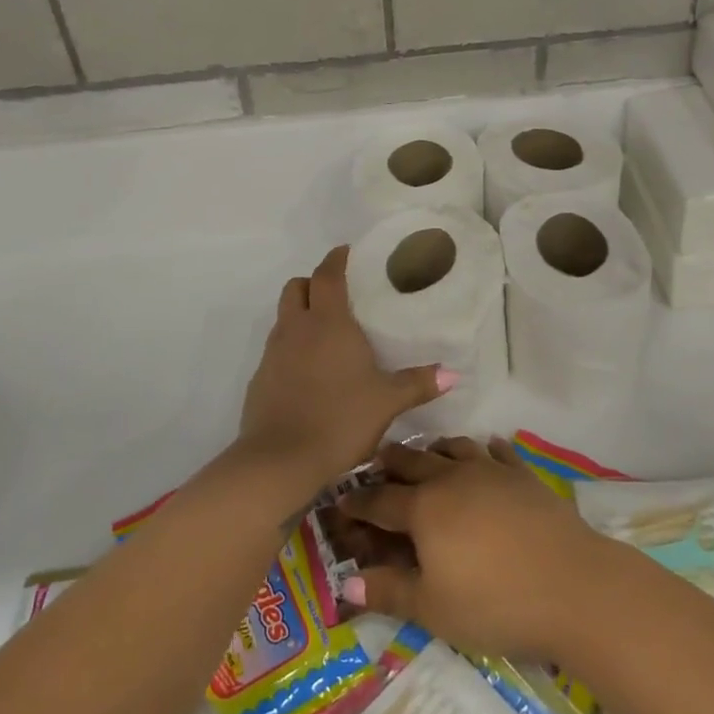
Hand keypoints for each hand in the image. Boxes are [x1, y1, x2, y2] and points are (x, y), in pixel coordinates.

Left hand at [236, 246, 452, 495]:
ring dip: (301, 315)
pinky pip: (276, 349)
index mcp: (328, 322)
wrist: (280, 461)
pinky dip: (291, 348)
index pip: (327, 274)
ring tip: (326, 335)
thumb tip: (453, 374)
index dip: (336, 259)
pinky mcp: (260, 378)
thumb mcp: (387, 402)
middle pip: (297, 287)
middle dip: (314, 284)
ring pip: (284, 317)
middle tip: (337, 296)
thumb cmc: (340, 419)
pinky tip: (309, 373)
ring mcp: (273, 353)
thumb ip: (418, 384)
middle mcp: (297, 328)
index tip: (347, 253)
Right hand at [338, 438, 606, 662]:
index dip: (357, 501)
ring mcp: (491, 471)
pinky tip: (486, 450)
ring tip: (428, 452)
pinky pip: (498, 451)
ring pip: (454, 448)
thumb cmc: (494, 603)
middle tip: (377, 462)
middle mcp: (452, 478)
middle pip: (413, 462)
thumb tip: (345, 581)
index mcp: (424, 508)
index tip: (341, 500)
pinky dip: (485, 449)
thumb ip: (389, 591)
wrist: (573, 586)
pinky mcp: (524, 475)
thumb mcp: (433, 609)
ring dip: (435, 449)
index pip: (380, 500)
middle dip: (391, 462)